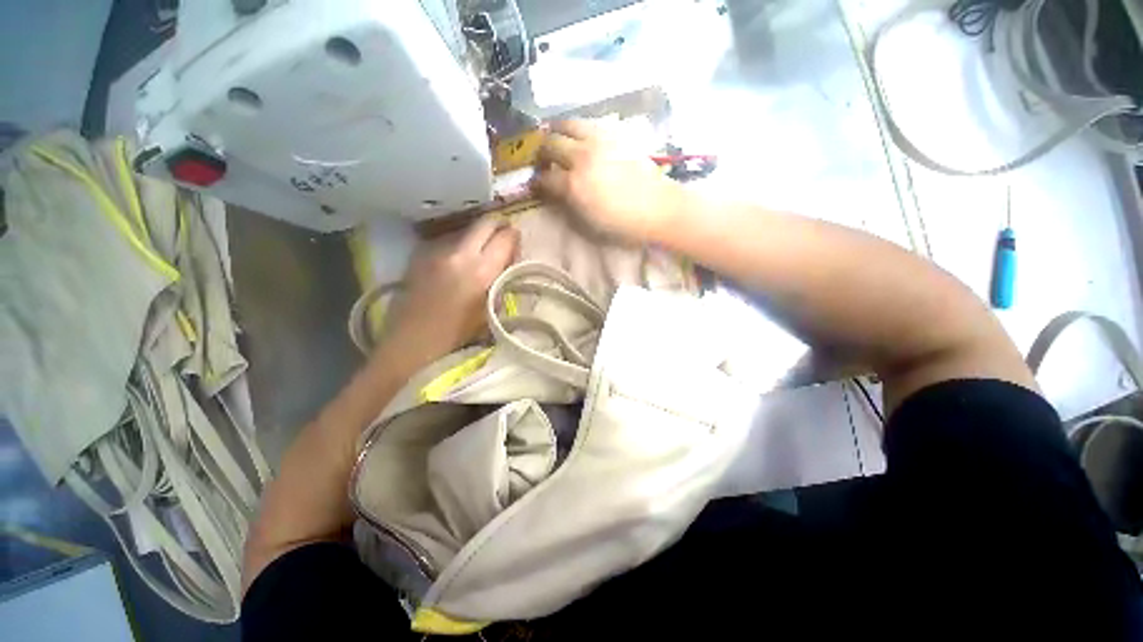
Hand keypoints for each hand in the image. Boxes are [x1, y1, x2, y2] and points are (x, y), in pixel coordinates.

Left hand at [381, 218, 517, 368]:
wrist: (411, 343)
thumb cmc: (458, 336)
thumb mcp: (491, 310)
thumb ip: (502, 281)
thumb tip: (507, 262)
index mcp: (481, 271)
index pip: (505, 237)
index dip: (514, 237)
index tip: (517, 243)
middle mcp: (459, 253)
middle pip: (485, 223)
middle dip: (497, 226)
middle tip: (502, 238)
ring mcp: (436, 251)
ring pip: (465, 229)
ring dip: (477, 236)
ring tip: (479, 253)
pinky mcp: (420, 254)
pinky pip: (447, 240)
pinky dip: (459, 245)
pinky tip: (457, 262)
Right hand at [534, 120, 684, 242]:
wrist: (659, 208)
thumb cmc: (623, 224)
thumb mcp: (589, 225)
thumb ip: (567, 207)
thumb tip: (553, 194)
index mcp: (574, 185)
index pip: (545, 178)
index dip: (536, 183)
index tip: (536, 186)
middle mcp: (582, 157)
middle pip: (550, 144)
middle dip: (541, 154)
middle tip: (545, 163)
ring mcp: (599, 142)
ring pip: (567, 124)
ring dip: (557, 133)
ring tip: (559, 143)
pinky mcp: (614, 134)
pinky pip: (587, 124)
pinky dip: (577, 130)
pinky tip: (581, 141)